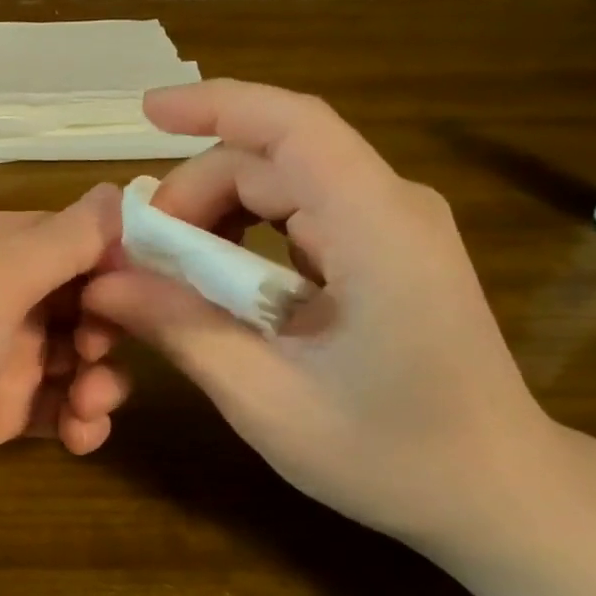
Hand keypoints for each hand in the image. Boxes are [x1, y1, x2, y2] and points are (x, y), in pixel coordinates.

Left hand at [0, 185, 126, 595]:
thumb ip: (59, 240)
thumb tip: (122, 190)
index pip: (80, 238)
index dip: (121, 263)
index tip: (153, 297)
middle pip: (85, 299)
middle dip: (109, 328)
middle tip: (96, 357)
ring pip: (76, 357)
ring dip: (98, 381)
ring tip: (87, 410)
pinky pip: (54, 407)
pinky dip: (76, 420)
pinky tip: (78, 438)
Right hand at [84, 80, 595, 595]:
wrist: (494, 490)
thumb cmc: (388, 454)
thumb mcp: (263, 396)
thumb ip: (179, 327)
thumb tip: (101, 282)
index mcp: (375, 228)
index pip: (293, 127)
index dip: (215, 105)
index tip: (145, 114)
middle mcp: (390, 206)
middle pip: (271, 161)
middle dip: (193, 196)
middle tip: (138, 261)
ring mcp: (391, 225)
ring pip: (280, 185)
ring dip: (213, 217)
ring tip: (168, 276)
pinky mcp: (382, 250)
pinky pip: (297, 216)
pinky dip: (242, 238)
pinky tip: (215, 284)